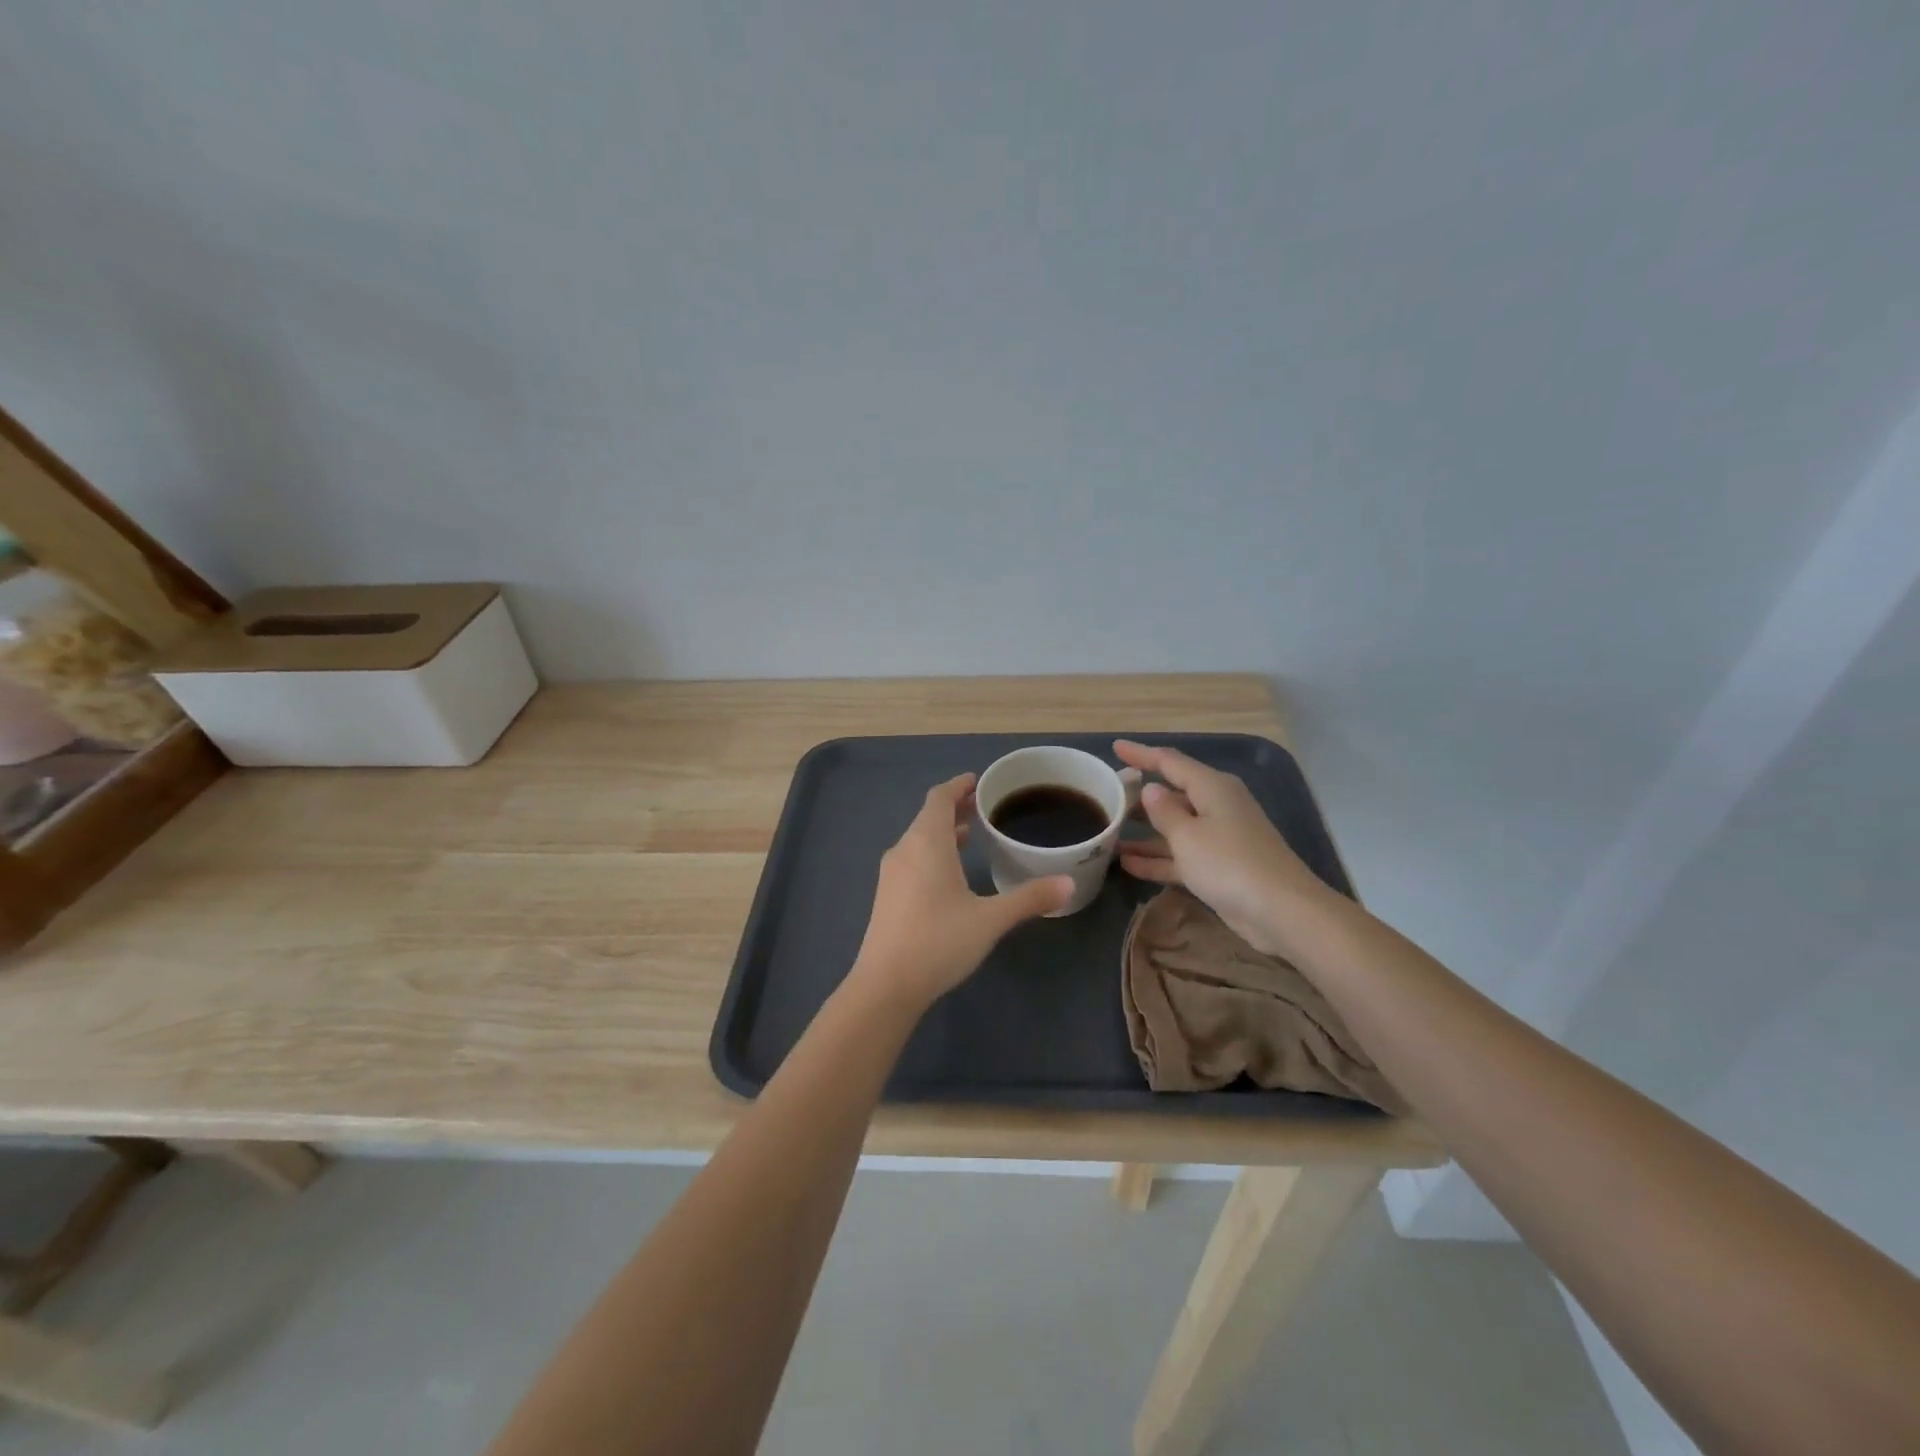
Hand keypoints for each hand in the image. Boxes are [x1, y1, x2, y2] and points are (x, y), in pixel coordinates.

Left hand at [848, 773, 1071, 1010]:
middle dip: (954, 808)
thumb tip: (1068, 883)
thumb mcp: (990, 919)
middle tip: (983, 806)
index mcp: (927, 843)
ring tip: (971, 834)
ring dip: (943, 832)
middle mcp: (904, 850)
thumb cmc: (939, 941)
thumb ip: (1029, 899)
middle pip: (929, 817)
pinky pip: (912, 859)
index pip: (939, 798)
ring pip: (919, 839)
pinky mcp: (887, 896)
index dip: (958, 786)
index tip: (977, 781)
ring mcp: (892, 874)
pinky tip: (950, 873)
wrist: (885, 985)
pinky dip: (933, 852)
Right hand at [1113, 740, 1338, 958]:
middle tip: (1107, 796)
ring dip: (1144, 832)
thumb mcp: (1187, 835)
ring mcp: (1219, 837)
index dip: (1142, 754)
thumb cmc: (1229, 863)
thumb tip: (1152, 790)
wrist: (1280, 911)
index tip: (1116, 747)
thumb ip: (1164, 811)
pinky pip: (1181, 854)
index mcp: (1212, 788)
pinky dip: (1157, 858)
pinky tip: (1127, 864)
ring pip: (1174, 827)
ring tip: (1109, 833)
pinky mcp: (1219, 866)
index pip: (1170, 762)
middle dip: (1140, 797)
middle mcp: (1216, 806)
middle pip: (1173, 794)